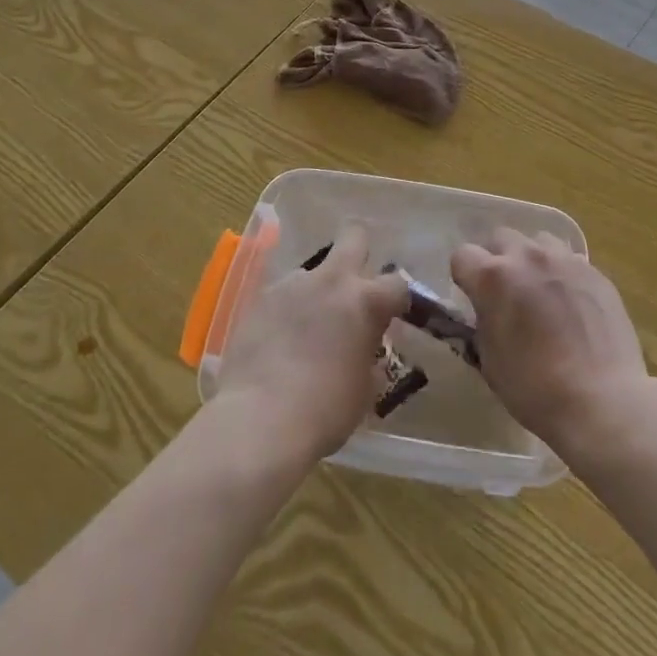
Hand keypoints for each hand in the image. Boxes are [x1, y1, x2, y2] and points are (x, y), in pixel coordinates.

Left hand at [215, 222, 409, 464]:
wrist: (258, 420)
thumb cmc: (324, 410)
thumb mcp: (364, 390)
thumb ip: (369, 356)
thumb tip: (366, 349)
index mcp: (366, 301)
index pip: (397, 283)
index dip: (397, 299)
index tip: (392, 316)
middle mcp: (332, 280)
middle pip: (355, 235)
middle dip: (360, 250)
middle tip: (355, 284)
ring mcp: (293, 285)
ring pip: (313, 271)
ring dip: (317, 290)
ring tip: (307, 327)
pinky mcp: (260, 298)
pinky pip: (283, 295)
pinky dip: (287, 310)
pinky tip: (279, 340)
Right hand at [451, 230, 656, 459]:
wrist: (601, 401)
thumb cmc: (535, 389)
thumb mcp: (490, 360)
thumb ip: (484, 321)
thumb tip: (488, 310)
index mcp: (493, 277)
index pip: (463, 255)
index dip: (465, 276)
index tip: (473, 297)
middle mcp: (527, 257)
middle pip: (501, 237)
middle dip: (497, 258)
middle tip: (506, 292)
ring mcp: (564, 260)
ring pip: (538, 241)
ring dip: (532, 260)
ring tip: (540, 291)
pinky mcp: (594, 271)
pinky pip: (569, 260)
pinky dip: (562, 274)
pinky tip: (571, 304)